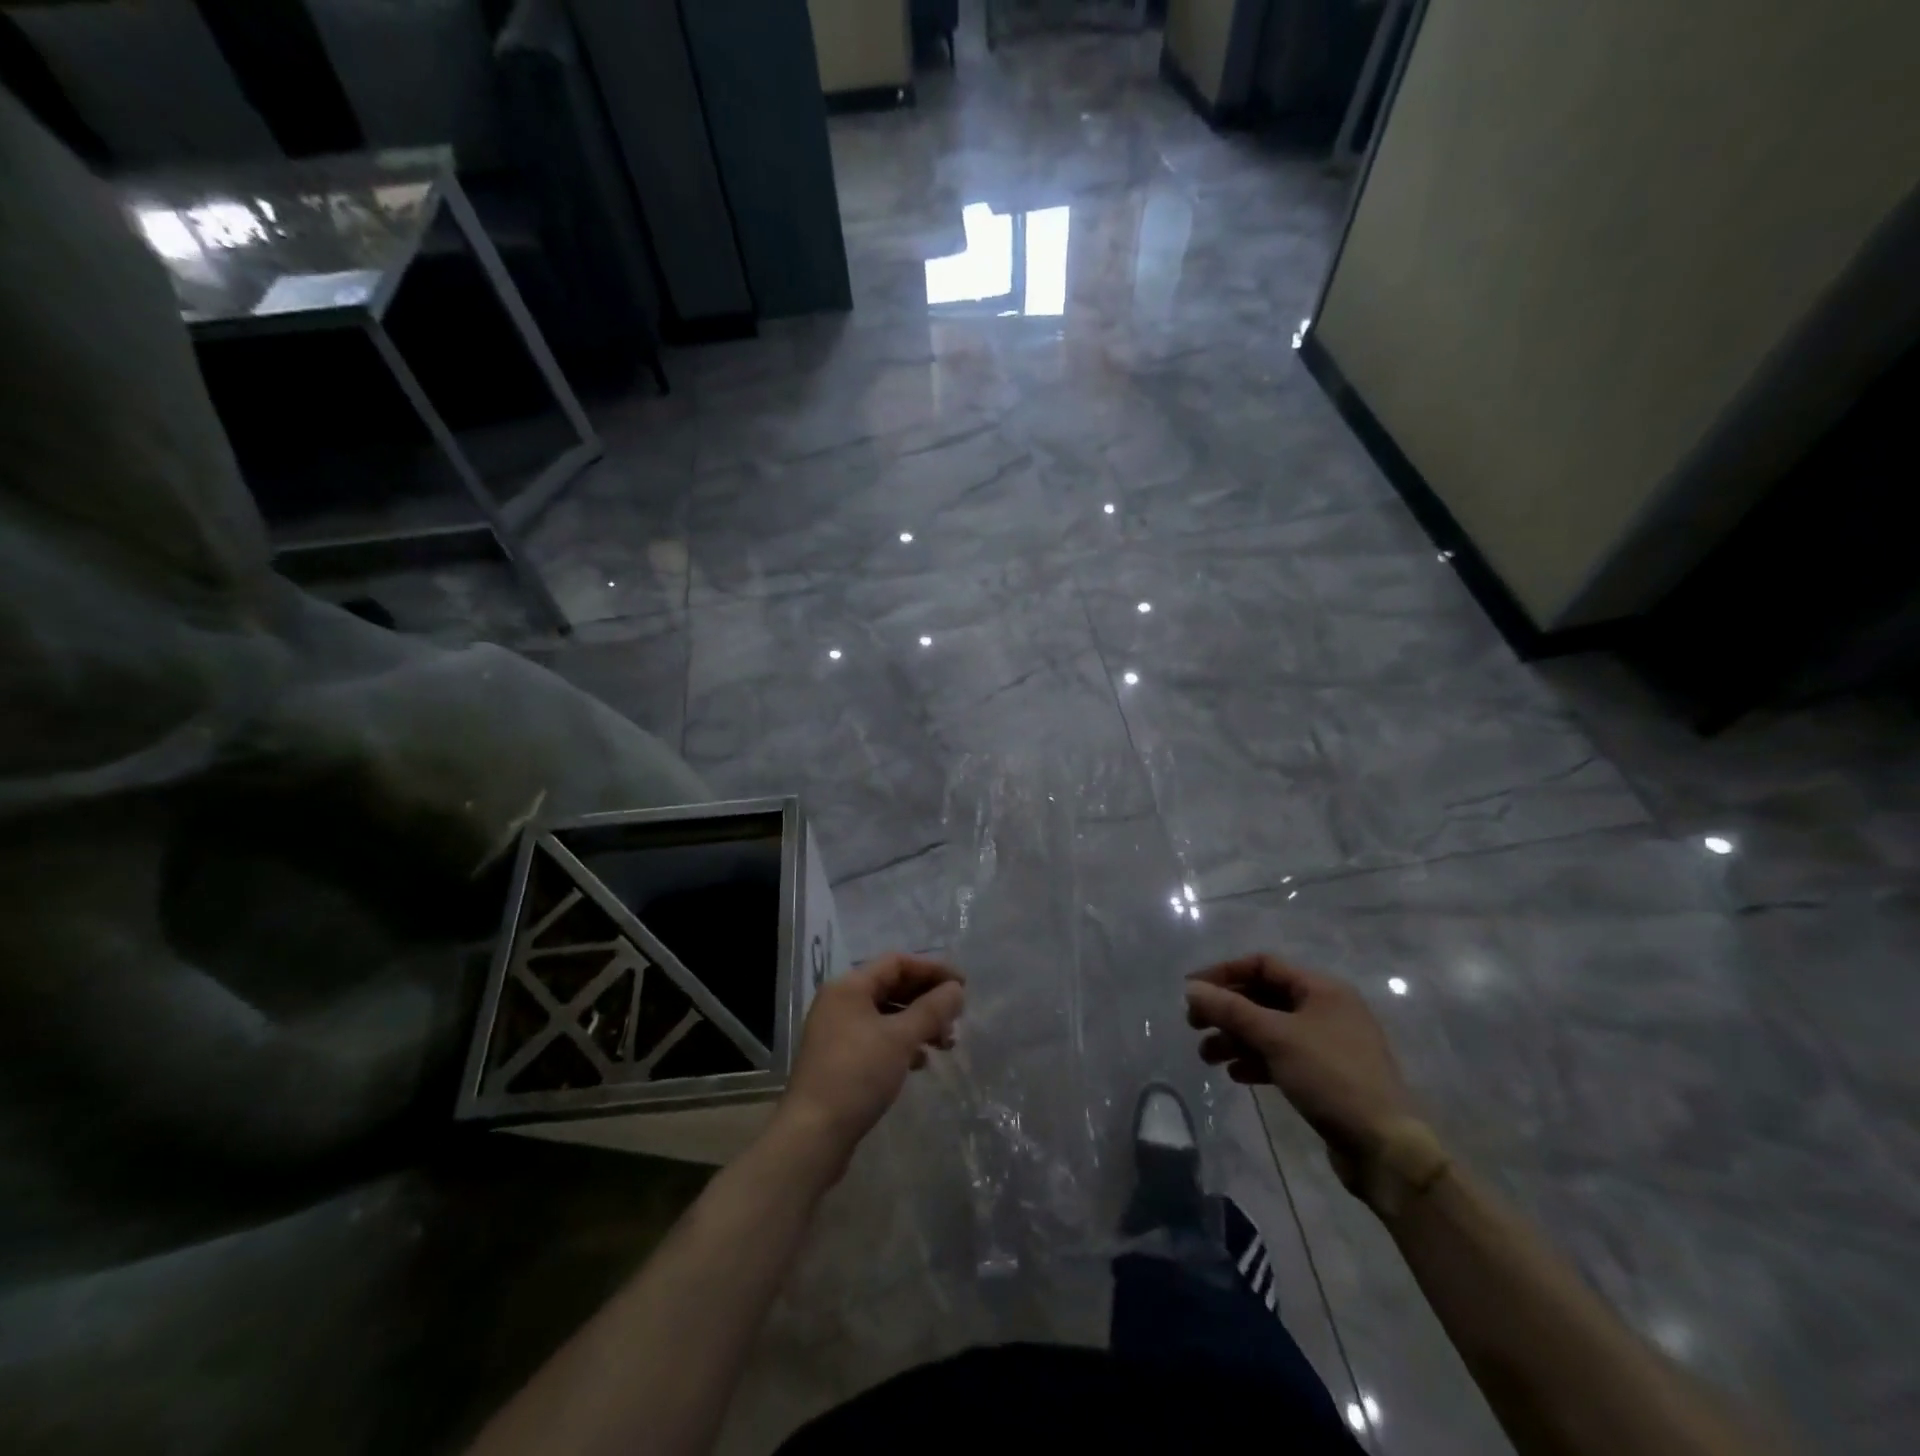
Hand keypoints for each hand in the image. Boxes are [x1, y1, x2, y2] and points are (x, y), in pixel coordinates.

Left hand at [776, 952, 964, 1174]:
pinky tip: (921, 1061)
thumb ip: (932, 1009)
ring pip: (887, 1014)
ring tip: (946, 1043)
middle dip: (927, 999)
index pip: (897, 962)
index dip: (932, 969)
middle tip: (957, 1016)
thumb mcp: (900, 1038)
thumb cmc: (857, 1075)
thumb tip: (956, 989)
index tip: (963, 985)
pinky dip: (902, 1043)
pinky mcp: (840, 1058)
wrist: (813, 1134)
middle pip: (892, 986)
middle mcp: (840, 1001)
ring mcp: (838, 1031)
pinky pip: (878, 1037)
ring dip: (918, 1023)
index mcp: (849, 986)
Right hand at [1186, 954, 1416, 1190]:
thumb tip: (1191, 988)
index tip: (1192, 991)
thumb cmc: (1331, 1077)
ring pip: (1269, 1029)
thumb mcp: (1276, 1037)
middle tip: (1193, 1025)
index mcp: (1322, 989)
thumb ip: (1230, 1010)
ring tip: (1207, 1057)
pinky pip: (1281, 1056)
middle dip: (1226, 1011)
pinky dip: (1255, 1060)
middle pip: (1263, 997)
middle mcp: (1325, 1009)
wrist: (1384, 1147)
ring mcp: (1327, 1043)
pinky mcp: (1325, 1075)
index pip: (1263, 965)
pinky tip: (1236, 1075)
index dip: (1224, 973)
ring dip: (1236, 1038)